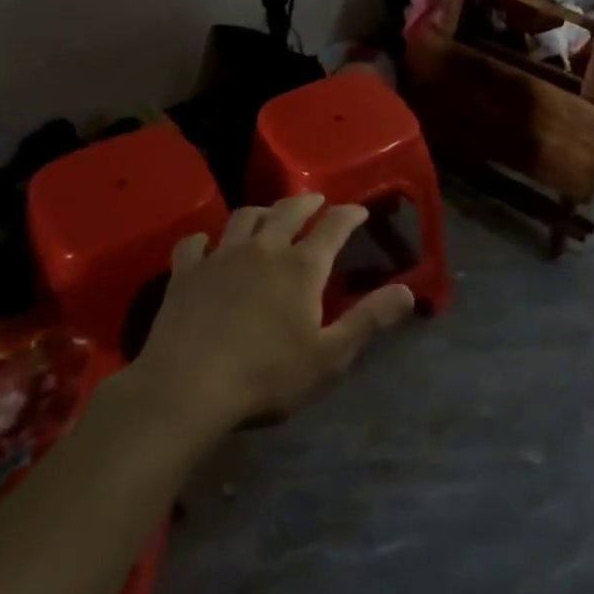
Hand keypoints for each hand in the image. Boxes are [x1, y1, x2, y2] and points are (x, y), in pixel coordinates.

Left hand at [112, 194, 414, 442]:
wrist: (185, 391)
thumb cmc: (265, 377)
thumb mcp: (329, 357)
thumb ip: (369, 320)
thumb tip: (408, 292)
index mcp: (302, 266)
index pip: (334, 225)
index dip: (350, 214)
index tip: (359, 211)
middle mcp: (264, 249)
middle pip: (289, 209)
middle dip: (308, 202)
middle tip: (317, 203)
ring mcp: (221, 257)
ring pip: (244, 217)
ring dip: (261, 212)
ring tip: (268, 217)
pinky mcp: (185, 273)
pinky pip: (195, 243)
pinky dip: (205, 240)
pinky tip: (207, 246)